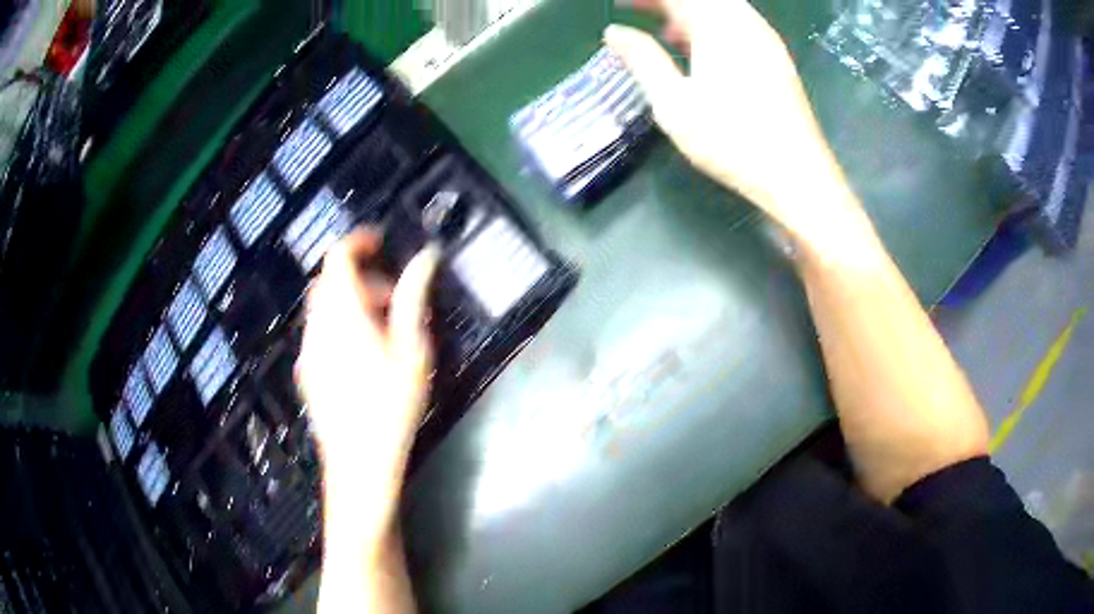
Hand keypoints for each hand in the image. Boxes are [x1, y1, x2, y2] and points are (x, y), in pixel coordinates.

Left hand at [297, 230, 437, 532]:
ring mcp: (307, 350)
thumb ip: (413, 298)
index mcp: (343, 313)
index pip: (337, 257)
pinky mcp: (306, 372)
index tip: (382, 244)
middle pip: (328, 281)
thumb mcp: (412, 349)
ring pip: (322, 307)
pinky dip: (337, 324)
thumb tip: (426, 257)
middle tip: (392, 298)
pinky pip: (318, 332)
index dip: (358, 242)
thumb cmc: (391, 405)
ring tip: (381, 330)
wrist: (359, 463)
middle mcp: (317, 326)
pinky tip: (361, 356)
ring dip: (348, 302)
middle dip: (359, 277)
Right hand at [605, 0, 858, 241]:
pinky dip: (714, 27)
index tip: (619, 4)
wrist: (797, 175)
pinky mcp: (778, 59)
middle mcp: (746, 23)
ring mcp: (767, 40)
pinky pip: (740, 25)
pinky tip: (703, 54)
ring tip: (666, 34)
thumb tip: (614, 33)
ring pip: (723, 9)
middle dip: (667, 2)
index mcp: (719, 26)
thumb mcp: (674, 102)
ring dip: (691, 13)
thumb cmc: (731, 140)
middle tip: (637, 12)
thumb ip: (642, 59)